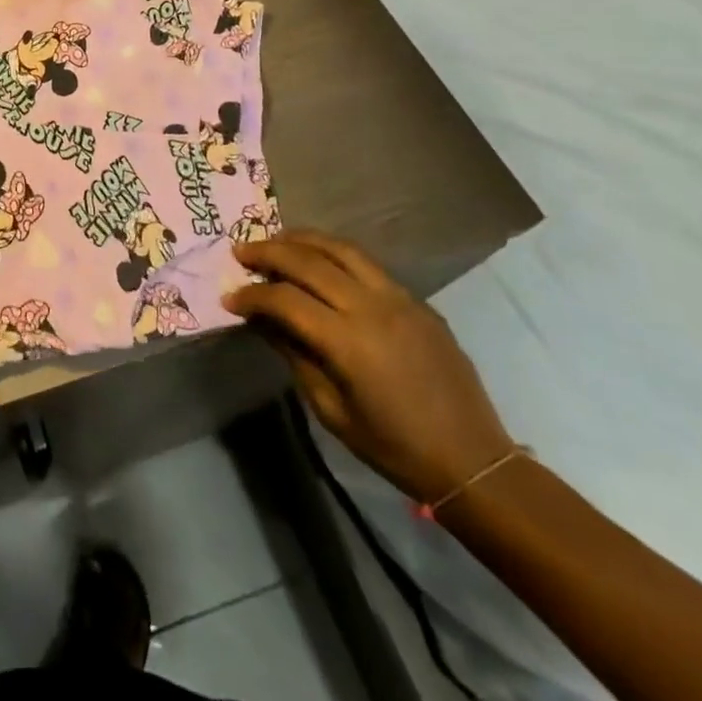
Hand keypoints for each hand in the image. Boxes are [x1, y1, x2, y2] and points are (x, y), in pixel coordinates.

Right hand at [224, 231, 513, 502]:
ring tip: (276, 241)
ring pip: (341, 249)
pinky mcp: (416, 301)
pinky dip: (334, 254)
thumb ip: (295, 355)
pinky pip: (368, 264)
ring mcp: (399, 298)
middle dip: (268, 252)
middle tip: (241, 252)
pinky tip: (319, 262)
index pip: (285, 299)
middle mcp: (372, 308)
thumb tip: (262, 321)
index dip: (252, 295)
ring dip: (302, 240)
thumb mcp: (331, 409)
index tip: (229, 298)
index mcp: (348, 341)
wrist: (472, 459)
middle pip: (309, 261)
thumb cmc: (393, 446)